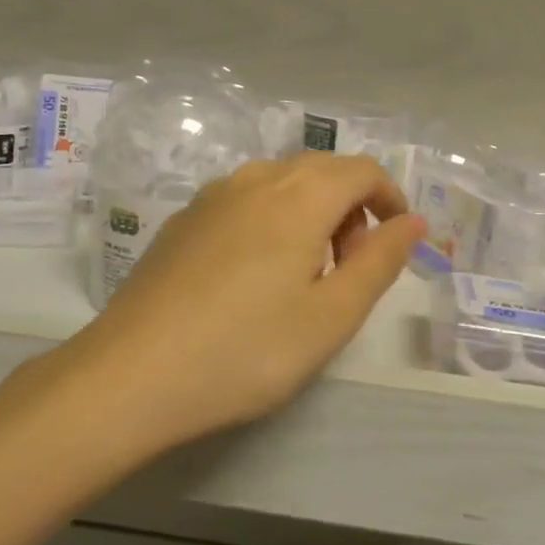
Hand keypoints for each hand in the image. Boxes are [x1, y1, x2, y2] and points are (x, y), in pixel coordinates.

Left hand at [57, 154, 424, 455]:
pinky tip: (253, 276)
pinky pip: (244, 200)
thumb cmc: (246, 350)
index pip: (361, 170)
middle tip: (351, 268)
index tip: (396, 243)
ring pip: (280, 183)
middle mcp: (255, 180)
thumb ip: (380, 262)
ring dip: (310, 212)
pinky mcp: (183, 220)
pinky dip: (271, 220)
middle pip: (320, 170)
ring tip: (305, 275)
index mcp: (298, 196)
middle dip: (351, 207)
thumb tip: (412, 222)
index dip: (389, 198)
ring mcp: (212, 196)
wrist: (132, 374)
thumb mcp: (331, 317)